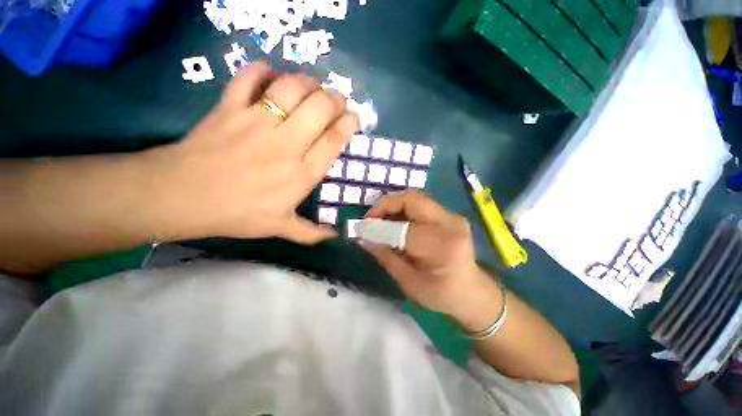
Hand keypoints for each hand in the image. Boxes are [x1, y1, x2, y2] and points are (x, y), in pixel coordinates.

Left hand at [147, 62, 357, 243]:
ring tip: (311, 86)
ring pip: (291, 88)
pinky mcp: (229, 107)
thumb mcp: (279, 228)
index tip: (354, 117)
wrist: (181, 197)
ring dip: (308, 82)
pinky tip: (271, 76)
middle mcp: (285, 145)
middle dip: (335, 98)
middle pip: (319, 108)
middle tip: (336, 100)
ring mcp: (256, 122)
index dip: (348, 124)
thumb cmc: (237, 213)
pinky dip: (263, 70)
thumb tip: (336, 238)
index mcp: (301, 174)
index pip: (333, 141)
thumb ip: (311, 233)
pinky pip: (249, 77)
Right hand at [360, 191, 501, 322]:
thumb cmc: (441, 294)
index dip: (379, 226)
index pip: (403, 228)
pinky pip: (422, 205)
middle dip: (386, 205)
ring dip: (394, 206)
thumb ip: (385, 256)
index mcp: (441, 247)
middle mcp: (449, 225)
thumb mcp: (408, 282)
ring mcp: (453, 217)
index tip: (362, 229)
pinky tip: (396, 222)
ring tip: (381, 220)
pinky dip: (404, 209)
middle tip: (371, 218)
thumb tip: (363, 238)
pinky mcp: (450, 216)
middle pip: (411, 200)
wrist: (472, 292)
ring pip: (416, 199)